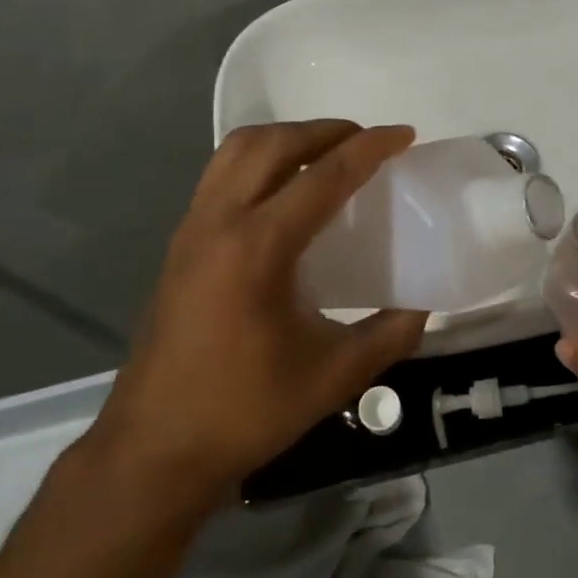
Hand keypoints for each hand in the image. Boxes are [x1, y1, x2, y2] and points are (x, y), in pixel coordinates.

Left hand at [82, 120, 429, 504]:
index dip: (369, 148)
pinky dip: (259, 159)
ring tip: (325, 155)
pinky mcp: (180, 241)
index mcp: (258, 248)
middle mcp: (219, 221)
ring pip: (238, 149)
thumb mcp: (333, 378)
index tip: (404, 134)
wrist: (154, 446)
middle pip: (274, 143)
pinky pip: (221, 173)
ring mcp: (192, 227)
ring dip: (287, 138)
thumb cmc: (244, 411)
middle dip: (325, 130)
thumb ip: (388, 336)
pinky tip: (282, 192)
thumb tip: (422, 306)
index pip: (324, 175)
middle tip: (366, 142)